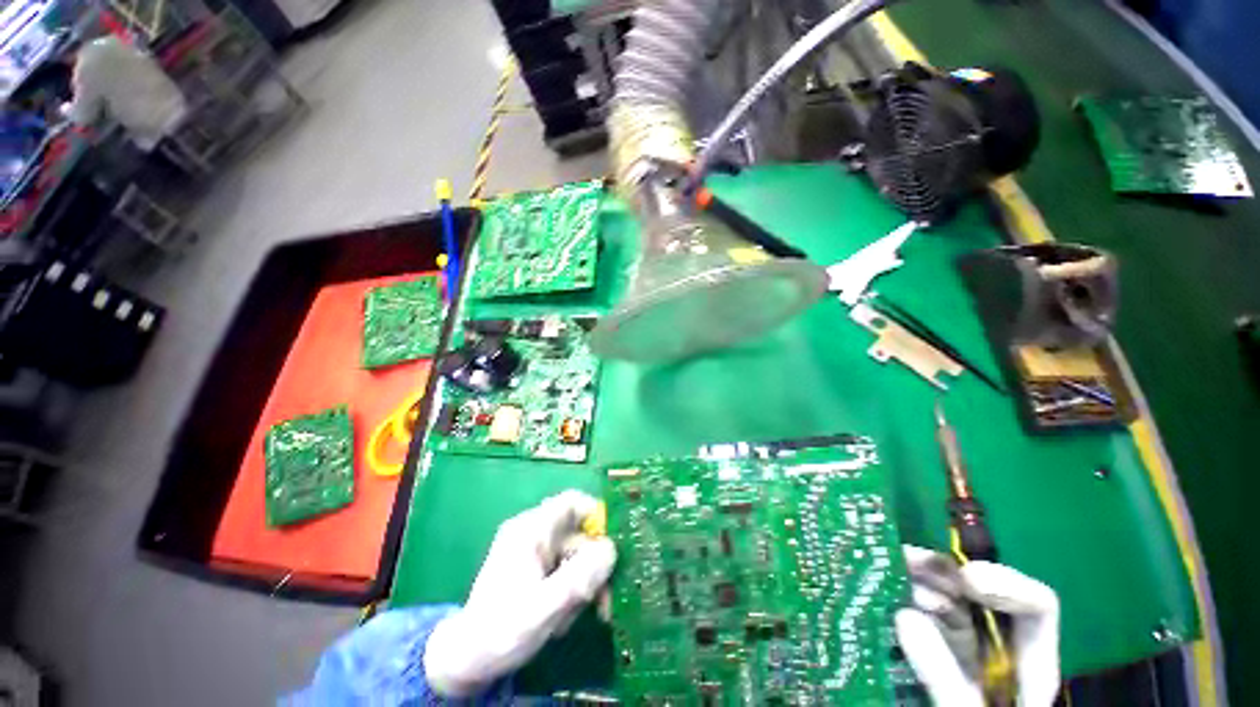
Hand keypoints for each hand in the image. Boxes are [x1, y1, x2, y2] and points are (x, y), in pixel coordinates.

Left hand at [424, 491, 615, 696]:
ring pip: (576, 557)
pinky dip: (572, 592)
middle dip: (593, 567)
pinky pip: (567, 571)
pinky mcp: (537, 570)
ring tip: (571, 618)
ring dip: (582, 586)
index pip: (572, 503)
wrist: (466, 662)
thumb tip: (611, 549)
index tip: (613, 547)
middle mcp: (535, 534)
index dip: (597, 516)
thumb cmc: (500, 632)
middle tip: (603, 601)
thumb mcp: (543, 607)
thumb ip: (579, 578)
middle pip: (579, 535)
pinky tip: (562, 618)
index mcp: (531, 530)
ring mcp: (536, 552)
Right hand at [894, 546, 1059, 706]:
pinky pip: (926, 625)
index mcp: (1028, 667)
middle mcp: (1000, 652)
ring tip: (891, 576)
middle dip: (945, 574)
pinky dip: (906, 608)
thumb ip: (945, 679)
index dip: (1006, 583)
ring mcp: (969, 657)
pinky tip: (887, 601)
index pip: (1035, 609)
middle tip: (904, 558)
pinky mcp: (941, 662)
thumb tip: (903, 616)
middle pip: (982, 598)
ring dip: (920, 585)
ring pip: (949, 606)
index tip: (964, 577)